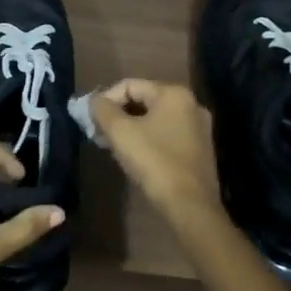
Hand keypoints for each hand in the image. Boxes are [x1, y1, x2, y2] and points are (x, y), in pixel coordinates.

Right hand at [90, 80, 225, 233]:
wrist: (190, 205)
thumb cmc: (154, 162)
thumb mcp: (120, 132)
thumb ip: (102, 109)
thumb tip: (93, 100)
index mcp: (173, 93)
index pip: (129, 85)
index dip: (105, 99)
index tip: (90, 120)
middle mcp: (191, 104)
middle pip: (143, 100)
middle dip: (117, 114)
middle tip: (98, 133)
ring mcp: (198, 127)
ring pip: (155, 118)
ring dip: (131, 127)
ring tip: (112, 145)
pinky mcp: (200, 148)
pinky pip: (166, 134)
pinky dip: (147, 138)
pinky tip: (134, 155)